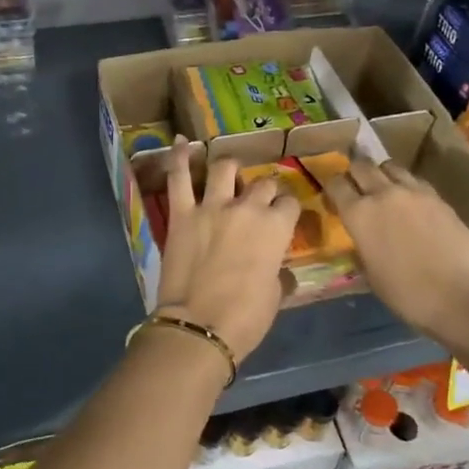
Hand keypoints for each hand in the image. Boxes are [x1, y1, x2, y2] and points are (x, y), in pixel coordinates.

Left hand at [155, 141, 298, 361]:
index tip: (283, 216)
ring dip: (230, 167)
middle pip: (262, 184)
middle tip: (258, 201)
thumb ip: (279, 274)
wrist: (199, 327)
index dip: (288, 209)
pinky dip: (178, 157)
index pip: (290, 204)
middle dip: (264, 190)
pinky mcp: (182, 213)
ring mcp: (212, 206)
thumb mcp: (275, 296)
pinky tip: (179, 141)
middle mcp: (247, 208)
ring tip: (229, 172)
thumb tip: (280, 271)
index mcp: (276, 228)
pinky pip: (178, 176)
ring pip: (225, 167)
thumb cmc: (245, 318)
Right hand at [320, 157, 468, 345]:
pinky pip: (414, 180)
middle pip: (361, 165)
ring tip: (384, 190)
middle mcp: (382, 194)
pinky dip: (406, 184)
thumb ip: (362, 247)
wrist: (463, 296)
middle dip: (354, 173)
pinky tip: (411, 201)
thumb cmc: (408, 295)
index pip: (335, 184)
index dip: (331, 189)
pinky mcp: (438, 196)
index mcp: (359, 214)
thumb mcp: (371, 275)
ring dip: (381, 174)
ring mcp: (413, 191)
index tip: (333, 199)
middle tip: (356, 188)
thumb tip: (361, 238)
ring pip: (389, 166)